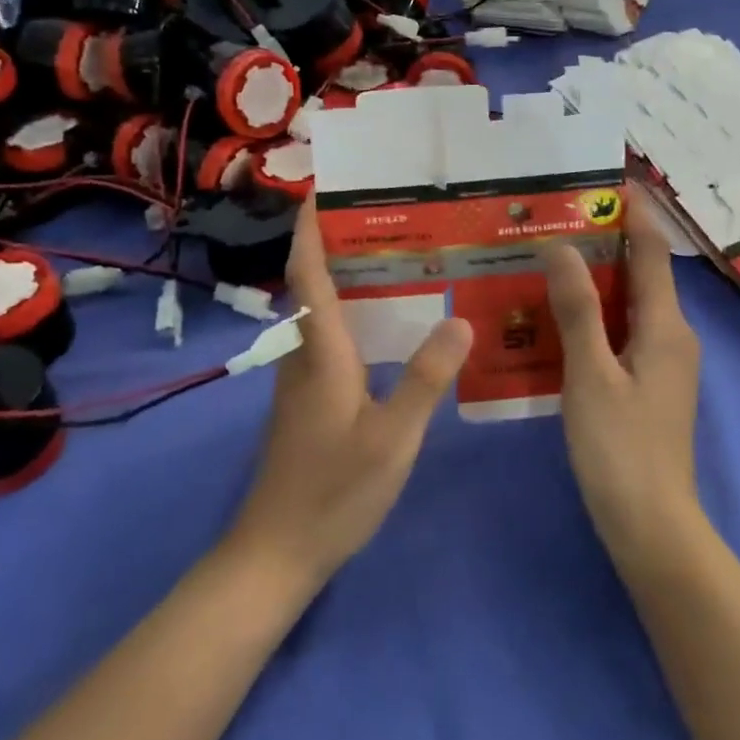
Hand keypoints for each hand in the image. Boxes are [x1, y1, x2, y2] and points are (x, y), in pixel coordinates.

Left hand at [227, 201, 473, 586]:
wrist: (277, 552)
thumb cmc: (333, 490)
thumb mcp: (392, 437)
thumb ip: (425, 379)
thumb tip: (462, 321)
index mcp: (321, 351)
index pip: (308, 273)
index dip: (311, 228)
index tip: (323, 188)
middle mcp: (307, 354)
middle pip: (314, 283)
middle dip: (338, 242)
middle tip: (389, 212)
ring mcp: (304, 379)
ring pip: (323, 311)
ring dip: (347, 276)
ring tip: (398, 255)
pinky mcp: (310, 400)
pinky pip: (331, 338)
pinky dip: (354, 313)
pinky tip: (391, 324)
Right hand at [544, 197, 702, 558]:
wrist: (651, 525)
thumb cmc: (620, 448)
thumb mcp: (590, 374)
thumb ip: (577, 309)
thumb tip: (562, 246)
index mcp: (666, 326)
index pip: (653, 252)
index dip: (636, 212)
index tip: (611, 178)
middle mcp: (673, 335)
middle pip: (642, 273)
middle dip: (609, 240)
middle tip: (562, 215)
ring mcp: (664, 362)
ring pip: (631, 303)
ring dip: (599, 276)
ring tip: (554, 254)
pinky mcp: (650, 383)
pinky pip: (624, 330)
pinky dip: (598, 311)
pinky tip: (562, 313)